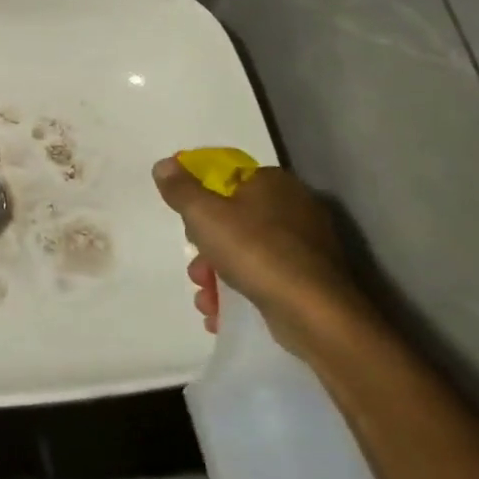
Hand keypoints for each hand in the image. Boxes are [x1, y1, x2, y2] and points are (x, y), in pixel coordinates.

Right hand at [152, 158, 367, 359]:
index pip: (227, 179)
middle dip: (206, 249)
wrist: (315, 313)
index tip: (187, 225)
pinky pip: (265, 278)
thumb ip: (180, 189)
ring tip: (206, 300)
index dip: (201, 200)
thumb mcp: (204, 215)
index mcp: (273, 183)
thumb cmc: (255, 252)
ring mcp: (306, 246)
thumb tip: (163, 164)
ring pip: (246, 253)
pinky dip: (241, 293)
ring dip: (218, 276)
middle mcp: (294, 208)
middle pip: (233, 220)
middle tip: (196, 270)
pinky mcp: (310, 279)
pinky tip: (221, 313)